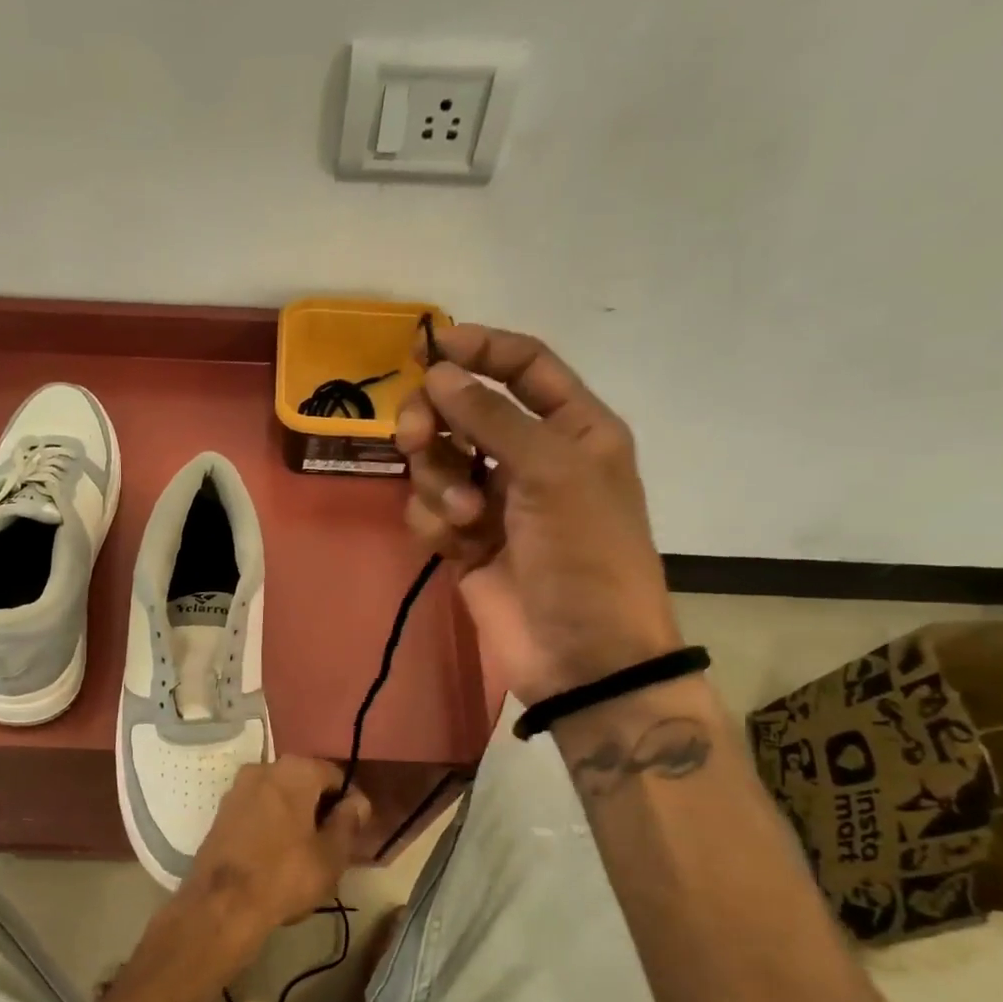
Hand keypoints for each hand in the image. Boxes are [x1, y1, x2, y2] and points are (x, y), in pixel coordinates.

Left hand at [171, 758, 371, 972]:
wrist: (221, 903)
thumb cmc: (285, 875)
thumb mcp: (331, 854)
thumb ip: (349, 822)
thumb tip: (357, 802)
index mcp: (295, 770)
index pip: (335, 776)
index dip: (350, 803)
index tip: (355, 831)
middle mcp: (263, 767)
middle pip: (305, 783)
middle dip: (320, 808)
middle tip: (332, 844)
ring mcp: (238, 788)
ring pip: (279, 796)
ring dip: (295, 816)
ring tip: (305, 852)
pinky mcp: (222, 811)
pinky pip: (258, 809)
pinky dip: (272, 823)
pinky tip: (277, 853)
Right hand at [395, 324, 680, 702]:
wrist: (582, 654)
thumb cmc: (586, 555)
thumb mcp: (552, 473)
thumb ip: (493, 417)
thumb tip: (439, 373)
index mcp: (572, 429)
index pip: (524, 366)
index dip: (481, 349)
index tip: (431, 347)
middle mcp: (530, 457)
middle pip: (464, 411)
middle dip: (436, 421)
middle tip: (416, 437)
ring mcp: (494, 501)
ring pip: (437, 461)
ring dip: (438, 482)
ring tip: (463, 516)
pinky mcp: (464, 542)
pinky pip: (428, 510)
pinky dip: (434, 522)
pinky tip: (455, 545)